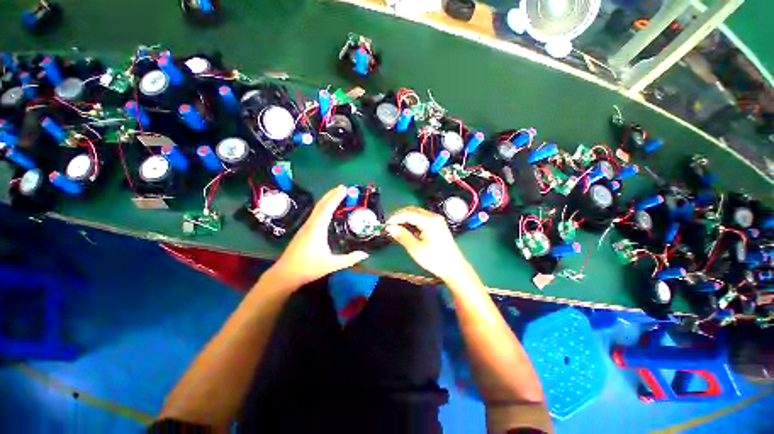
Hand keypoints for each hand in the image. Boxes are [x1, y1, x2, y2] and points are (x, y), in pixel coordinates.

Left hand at [268, 185, 368, 288]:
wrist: (285, 274)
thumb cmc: (308, 268)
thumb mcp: (331, 264)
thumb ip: (349, 259)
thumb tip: (365, 254)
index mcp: (317, 228)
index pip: (328, 208)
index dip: (336, 197)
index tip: (344, 189)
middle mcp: (311, 224)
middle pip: (321, 205)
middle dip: (331, 194)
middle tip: (342, 187)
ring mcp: (306, 227)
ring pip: (317, 209)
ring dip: (326, 200)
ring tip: (336, 194)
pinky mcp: (304, 231)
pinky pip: (315, 214)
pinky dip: (323, 207)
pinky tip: (326, 210)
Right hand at [385, 207, 477, 285]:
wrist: (454, 268)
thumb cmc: (435, 259)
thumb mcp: (416, 249)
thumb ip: (402, 236)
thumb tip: (390, 228)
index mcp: (429, 221)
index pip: (408, 214)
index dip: (395, 218)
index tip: (385, 225)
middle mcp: (434, 216)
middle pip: (413, 210)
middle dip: (399, 216)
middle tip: (389, 225)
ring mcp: (437, 220)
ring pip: (417, 213)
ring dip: (405, 218)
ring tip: (396, 227)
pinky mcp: (438, 225)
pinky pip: (422, 218)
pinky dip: (412, 221)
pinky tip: (407, 229)